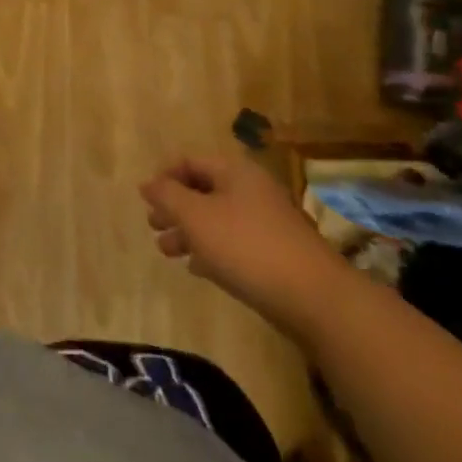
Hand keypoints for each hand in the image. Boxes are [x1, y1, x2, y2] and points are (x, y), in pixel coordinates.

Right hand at [139, 151, 356, 343]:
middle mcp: (252, 190)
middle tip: (153, 226)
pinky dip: (212, 250)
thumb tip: (147, 183)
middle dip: (174, 208)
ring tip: (168, 252)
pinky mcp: (276, 254)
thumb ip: (166, 195)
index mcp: (235, 172)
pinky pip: (234, 243)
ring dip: (189, 232)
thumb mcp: (195, 216)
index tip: (145, 200)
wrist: (315, 299)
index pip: (189, 162)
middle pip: (203, 191)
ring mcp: (267, 223)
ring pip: (217, 219)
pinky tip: (198, 269)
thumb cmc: (246, 246)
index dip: (164, 177)